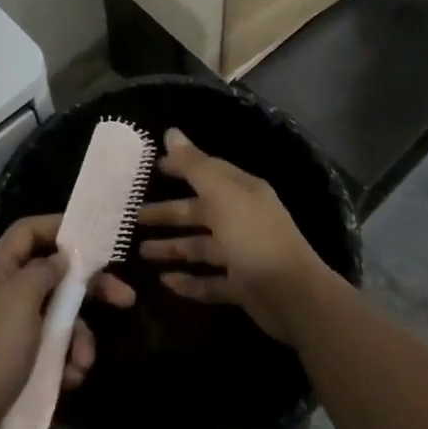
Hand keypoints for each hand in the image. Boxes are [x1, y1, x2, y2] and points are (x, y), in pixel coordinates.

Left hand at [0, 215, 133, 428]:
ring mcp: (12, 330)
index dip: (59, 226)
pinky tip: (71, 379)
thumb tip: (63, 258)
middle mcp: (5, 294)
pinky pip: (53, 350)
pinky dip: (67, 361)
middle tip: (124, 298)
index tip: (95, 236)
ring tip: (83, 362)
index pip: (28, 231)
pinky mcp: (19, 363)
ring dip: (78, 336)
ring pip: (58, 317)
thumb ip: (44, 271)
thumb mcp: (19, 302)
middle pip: (54, 275)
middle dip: (89, 288)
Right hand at [137, 129, 334, 344]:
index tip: (151, 168)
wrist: (293, 296)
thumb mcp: (222, 195)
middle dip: (168, 213)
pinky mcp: (241, 287)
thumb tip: (171, 131)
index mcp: (242, 192)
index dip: (180, 167)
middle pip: (200, 212)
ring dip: (173, 248)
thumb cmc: (254, 237)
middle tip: (134, 217)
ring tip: (141, 251)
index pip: (207, 172)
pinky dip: (188, 281)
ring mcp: (243, 254)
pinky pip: (209, 281)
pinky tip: (165, 282)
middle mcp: (242, 219)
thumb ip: (194, 166)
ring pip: (201, 247)